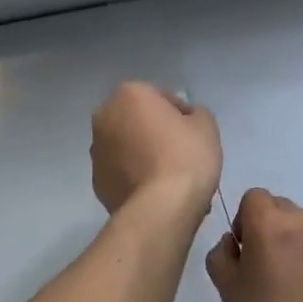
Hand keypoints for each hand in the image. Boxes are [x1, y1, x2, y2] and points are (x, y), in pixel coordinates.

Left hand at [90, 82, 221, 217]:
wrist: (161, 207)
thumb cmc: (186, 156)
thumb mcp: (206, 125)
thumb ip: (195, 113)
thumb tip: (186, 119)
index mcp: (129, 94)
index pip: (162, 96)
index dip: (181, 114)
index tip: (193, 133)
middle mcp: (104, 117)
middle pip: (138, 120)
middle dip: (155, 131)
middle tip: (180, 151)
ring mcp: (96, 151)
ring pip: (126, 146)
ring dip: (142, 153)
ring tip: (167, 175)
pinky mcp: (96, 181)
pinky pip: (121, 171)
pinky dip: (134, 175)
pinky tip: (154, 190)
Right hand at [206, 189, 302, 301]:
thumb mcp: (225, 286)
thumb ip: (222, 252)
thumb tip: (235, 243)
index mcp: (270, 222)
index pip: (253, 198)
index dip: (245, 220)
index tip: (246, 250)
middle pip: (281, 208)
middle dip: (271, 228)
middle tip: (267, 267)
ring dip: (295, 243)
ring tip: (294, 284)